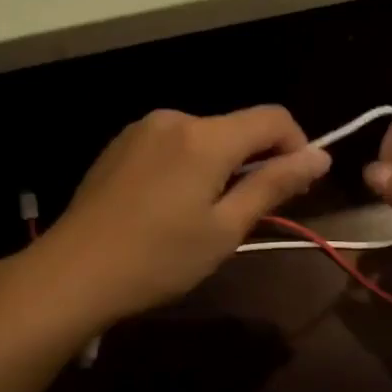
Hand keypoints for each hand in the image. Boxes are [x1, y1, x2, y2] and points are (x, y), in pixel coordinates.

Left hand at [40, 106, 330, 327]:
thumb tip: (321, 156)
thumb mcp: (225, 229)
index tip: (297, 186)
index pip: (273, 118)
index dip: (297, 146)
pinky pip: (173, 145)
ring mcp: (142, 129)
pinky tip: (171, 207)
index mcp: (206, 136)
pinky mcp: (120, 145)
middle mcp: (175, 119)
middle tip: (252, 213)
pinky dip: (189, 166)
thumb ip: (274, 185)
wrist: (71, 273)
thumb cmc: (158, 258)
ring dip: (222, 165)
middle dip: (257, 161)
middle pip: (237, 127)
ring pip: (204, 137)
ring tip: (207, 216)